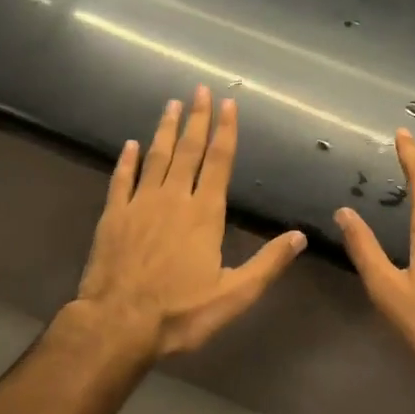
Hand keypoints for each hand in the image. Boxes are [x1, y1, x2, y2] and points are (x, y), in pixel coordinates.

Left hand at [76, 86, 306, 361]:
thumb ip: (268, 263)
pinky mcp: (113, 216)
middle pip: (188, 151)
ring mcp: (139, 204)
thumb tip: (301, 236)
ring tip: (171, 104)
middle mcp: (173, 199)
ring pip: (155, 157)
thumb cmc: (180, 313)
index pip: (218, 162)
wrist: (117, 324)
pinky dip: (126, 161)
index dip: (225, 131)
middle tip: (199, 89)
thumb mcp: (234, 295)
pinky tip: (130, 145)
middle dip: (197, 119)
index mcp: (204, 214)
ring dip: (165, 130)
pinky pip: (121, 179)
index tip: (228, 104)